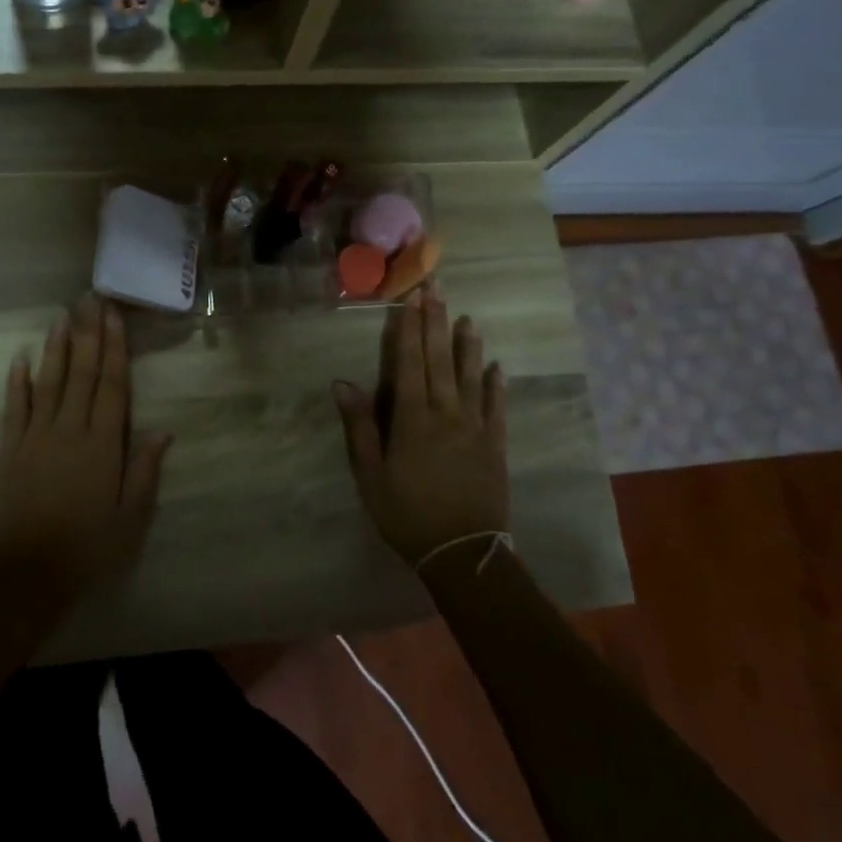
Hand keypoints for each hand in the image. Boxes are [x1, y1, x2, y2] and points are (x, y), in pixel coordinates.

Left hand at [0, 295, 171, 609]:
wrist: (27, 576)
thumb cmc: (87, 549)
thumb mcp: (130, 518)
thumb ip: (144, 471)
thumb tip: (163, 429)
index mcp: (102, 445)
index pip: (112, 386)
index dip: (115, 349)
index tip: (115, 317)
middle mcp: (69, 431)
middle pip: (81, 374)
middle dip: (88, 334)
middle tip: (90, 299)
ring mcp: (36, 437)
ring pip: (49, 382)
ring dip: (56, 347)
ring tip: (62, 315)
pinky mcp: (10, 450)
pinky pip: (14, 408)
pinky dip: (17, 382)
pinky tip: (20, 358)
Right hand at [333, 286, 509, 569]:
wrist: (463, 553)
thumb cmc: (407, 515)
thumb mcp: (371, 476)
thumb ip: (360, 427)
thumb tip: (343, 384)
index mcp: (413, 419)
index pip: (409, 363)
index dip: (409, 329)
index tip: (411, 298)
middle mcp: (446, 414)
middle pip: (439, 360)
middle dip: (436, 322)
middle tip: (437, 288)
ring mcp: (475, 428)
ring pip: (470, 377)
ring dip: (468, 346)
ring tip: (469, 317)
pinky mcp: (496, 445)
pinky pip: (497, 408)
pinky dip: (496, 385)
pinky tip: (497, 367)